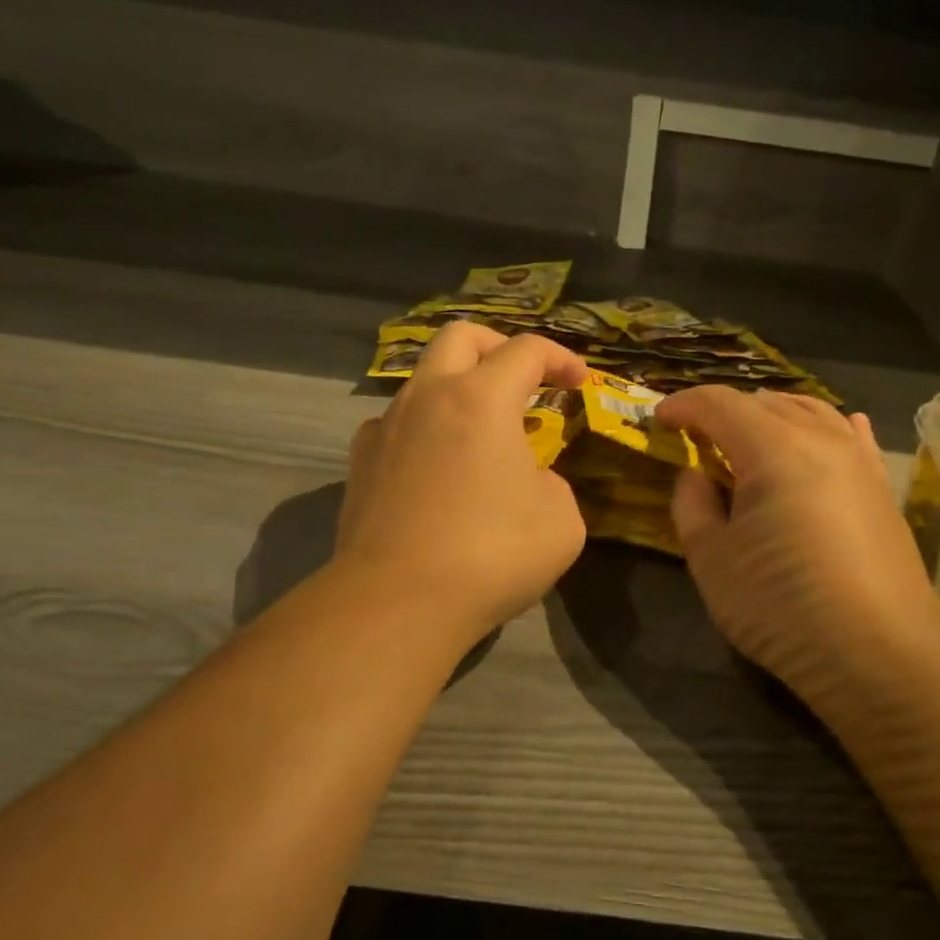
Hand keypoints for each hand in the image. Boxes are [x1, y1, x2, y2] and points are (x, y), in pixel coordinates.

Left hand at [335, 322, 588, 644]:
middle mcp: (427, 397)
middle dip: (499, 347)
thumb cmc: (491, 555)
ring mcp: (385, 427)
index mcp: (480, 399)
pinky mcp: (360, 463)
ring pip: (422, 380)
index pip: (527, 350)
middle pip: (461, 337)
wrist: (397, 602)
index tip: (579, 383)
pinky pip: (395, 424)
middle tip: (524, 379)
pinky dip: (424, 429)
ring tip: (481, 432)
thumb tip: (528, 480)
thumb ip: (552, 483)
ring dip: (458, 389)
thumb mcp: (560, 521)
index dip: (561, 358)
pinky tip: (436, 466)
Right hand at [655, 387, 939, 705]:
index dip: (684, 405)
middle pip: (765, 401)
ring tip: (745, 435)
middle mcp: (821, 439)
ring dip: (769, 414)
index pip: (720, 404)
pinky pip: (849, 436)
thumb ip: (692, 505)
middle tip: (694, 434)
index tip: (659, 419)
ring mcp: (859, 460)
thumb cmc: (782, 607)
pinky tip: (827, 430)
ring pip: (809, 411)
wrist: (881, 655)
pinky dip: (823, 426)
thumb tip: (698, 475)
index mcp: (773, 449)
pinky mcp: (882, 487)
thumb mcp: (712, 560)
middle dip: (723, 409)